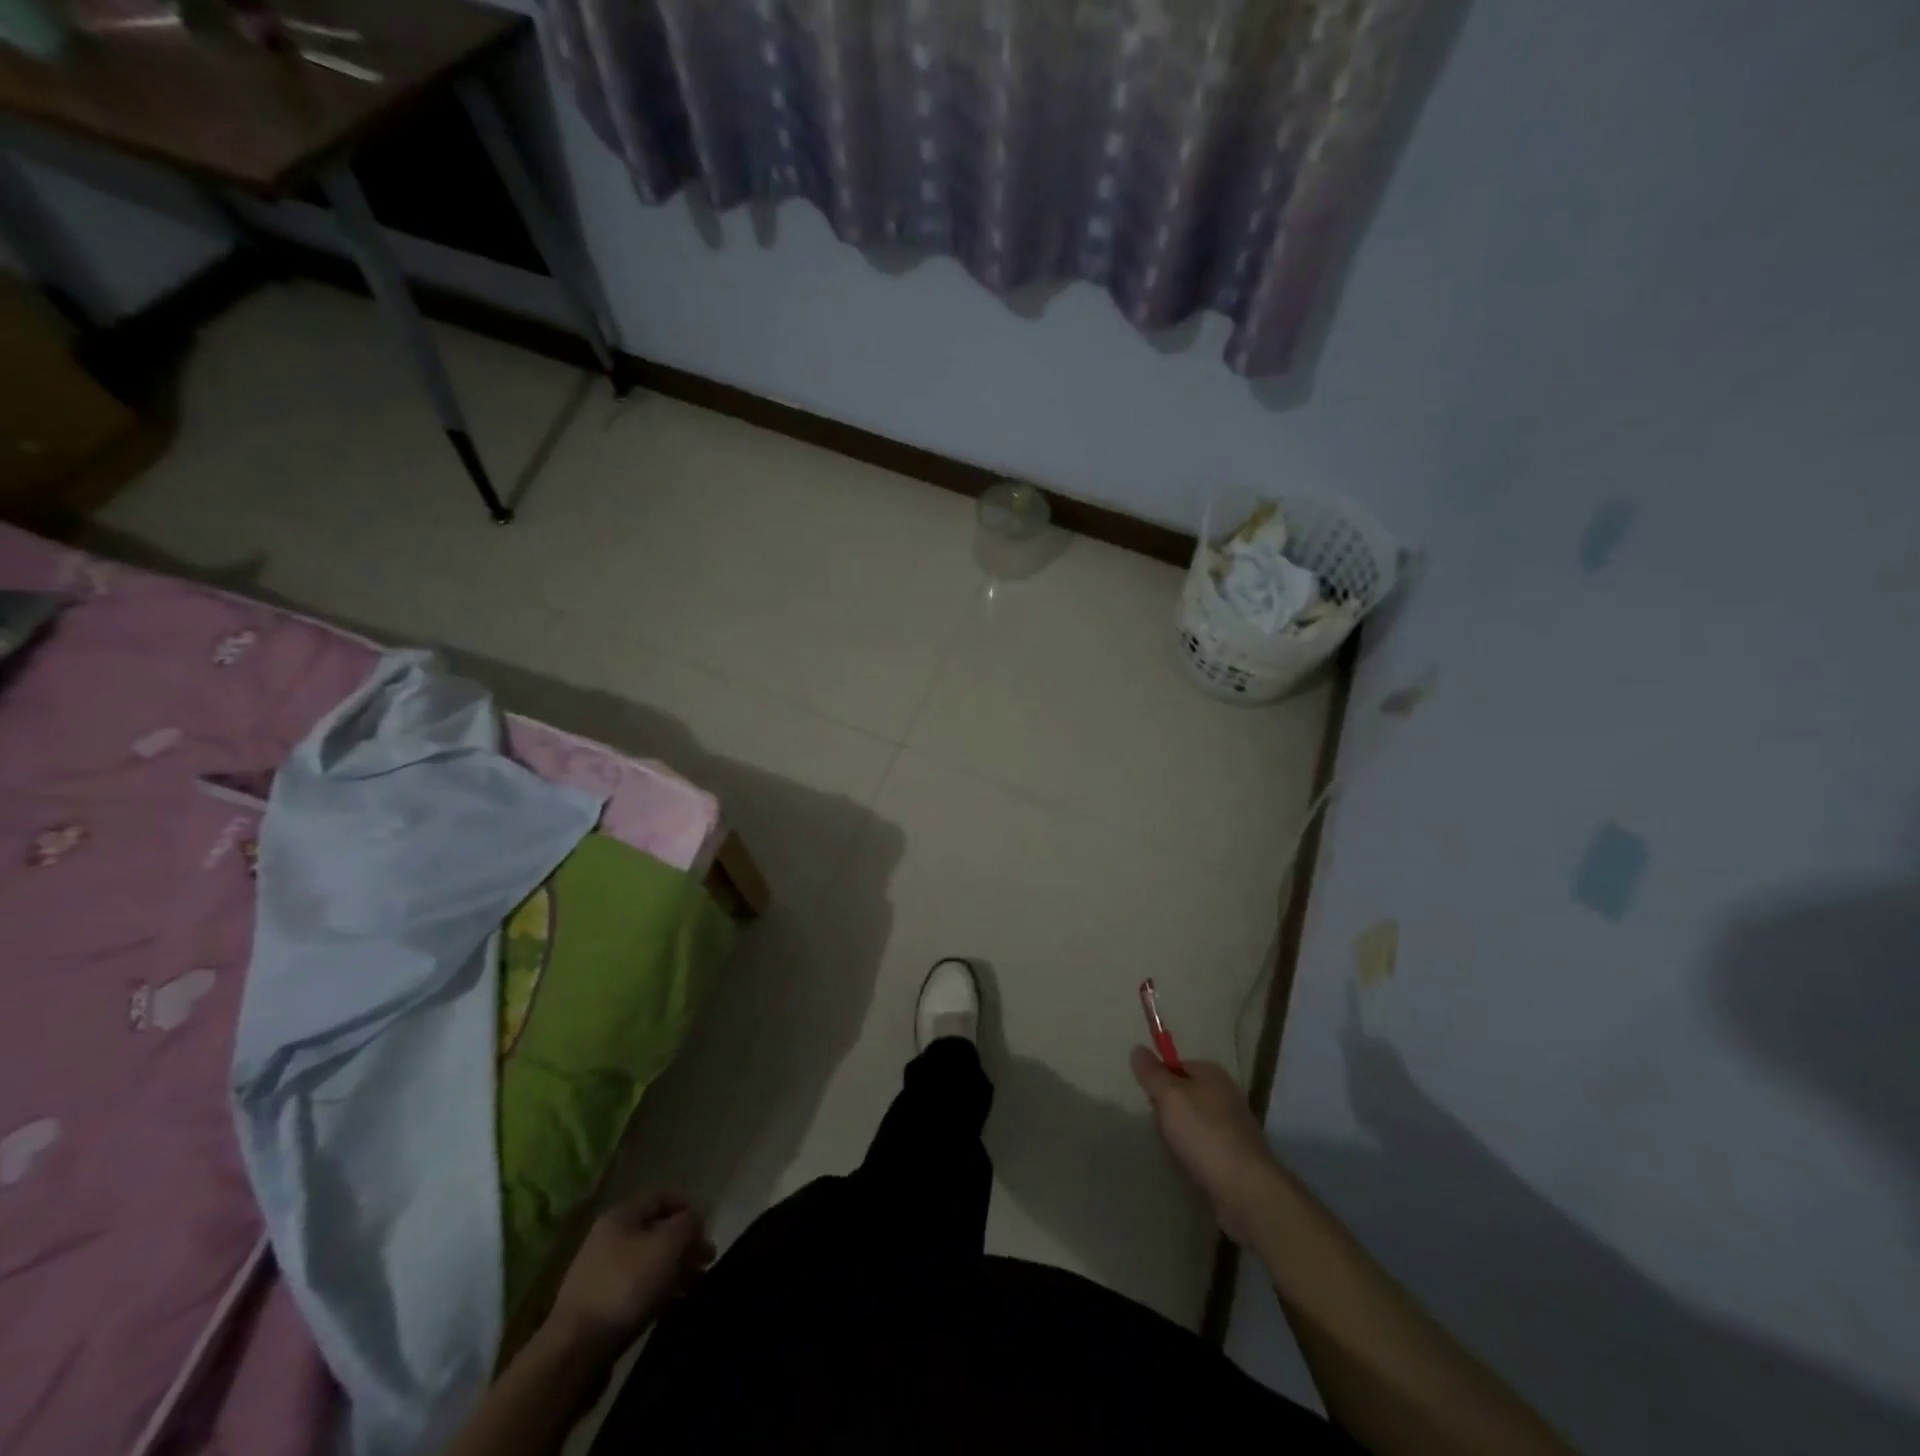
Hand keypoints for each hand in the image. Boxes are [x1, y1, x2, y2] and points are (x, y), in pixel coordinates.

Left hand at [546, 1194, 713, 1355]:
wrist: (574, 1352)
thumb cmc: (626, 1286)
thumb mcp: (668, 1244)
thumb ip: (688, 1223)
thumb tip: (694, 1218)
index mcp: (621, 1216)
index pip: (663, 1197)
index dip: (689, 1208)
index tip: (708, 1230)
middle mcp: (608, 1239)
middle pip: (656, 1231)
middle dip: (685, 1244)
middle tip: (707, 1262)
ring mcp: (600, 1274)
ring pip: (648, 1262)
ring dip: (674, 1270)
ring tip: (695, 1286)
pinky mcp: (598, 1307)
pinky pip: (636, 1289)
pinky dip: (657, 1292)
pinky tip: (671, 1305)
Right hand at [1130, 1049, 1282, 1246]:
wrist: (1246, 1190)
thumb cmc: (1204, 1133)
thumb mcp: (1169, 1096)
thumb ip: (1152, 1073)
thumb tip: (1138, 1049)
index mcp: (1213, 1074)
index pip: (1177, 1065)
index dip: (1160, 1080)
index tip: (1150, 1100)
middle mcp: (1226, 1095)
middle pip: (1184, 1095)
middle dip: (1168, 1111)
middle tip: (1163, 1128)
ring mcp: (1234, 1128)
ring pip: (1193, 1124)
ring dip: (1179, 1137)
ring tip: (1174, 1152)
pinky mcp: (1236, 1157)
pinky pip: (1204, 1149)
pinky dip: (1194, 1156)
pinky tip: (1189, 1167)